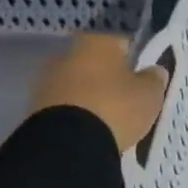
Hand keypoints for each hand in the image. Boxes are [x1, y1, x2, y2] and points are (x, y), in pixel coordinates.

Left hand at [30, 34, 166, 154]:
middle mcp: (67, 54)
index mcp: (97, 42)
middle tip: (126, 98)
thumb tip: (154, 70)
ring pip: (77, 84)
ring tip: (107, 119)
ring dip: (89, 96)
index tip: (144, 76)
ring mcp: (46, 81)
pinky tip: (89, 129)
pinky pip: (64, 106)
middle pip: (94, 63)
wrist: (67, 145)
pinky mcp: (34, 108)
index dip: (135, 58)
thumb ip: (154, 79)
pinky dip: (76, 114)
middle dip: (108, 77)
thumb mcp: (149, 94)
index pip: (121, 42)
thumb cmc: (115, 108)